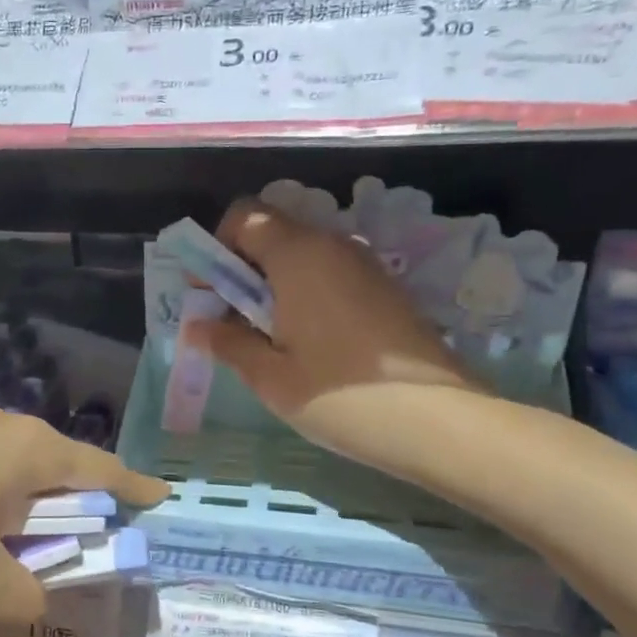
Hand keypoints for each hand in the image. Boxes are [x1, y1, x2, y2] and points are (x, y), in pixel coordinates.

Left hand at [0, 399, 166, 626]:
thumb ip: (16, 597)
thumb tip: (34, 605)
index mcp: (34, 453)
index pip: (105, 472)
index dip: (136, 491)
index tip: (162, 499)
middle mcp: (6, 434)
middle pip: (52, 490)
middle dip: (50, 545)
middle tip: (45, 585)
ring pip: (1, 499)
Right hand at [187, 200, 483, 465]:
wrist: (437, 420)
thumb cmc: (340, 396)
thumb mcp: (271, 377)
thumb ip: (229, 343)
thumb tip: (199, 326)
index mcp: (298, 255)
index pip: (245, 215)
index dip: (217, 248)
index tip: (211, 295)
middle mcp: (333, 246)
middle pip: (274, 232)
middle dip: (243, 268)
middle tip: (234, 322)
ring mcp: (365, 265)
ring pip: (303, 255)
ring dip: (274, 283)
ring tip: (270, 338)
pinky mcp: (385, 288)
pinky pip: (330, 274)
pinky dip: (306, 293)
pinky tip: (309, 342)